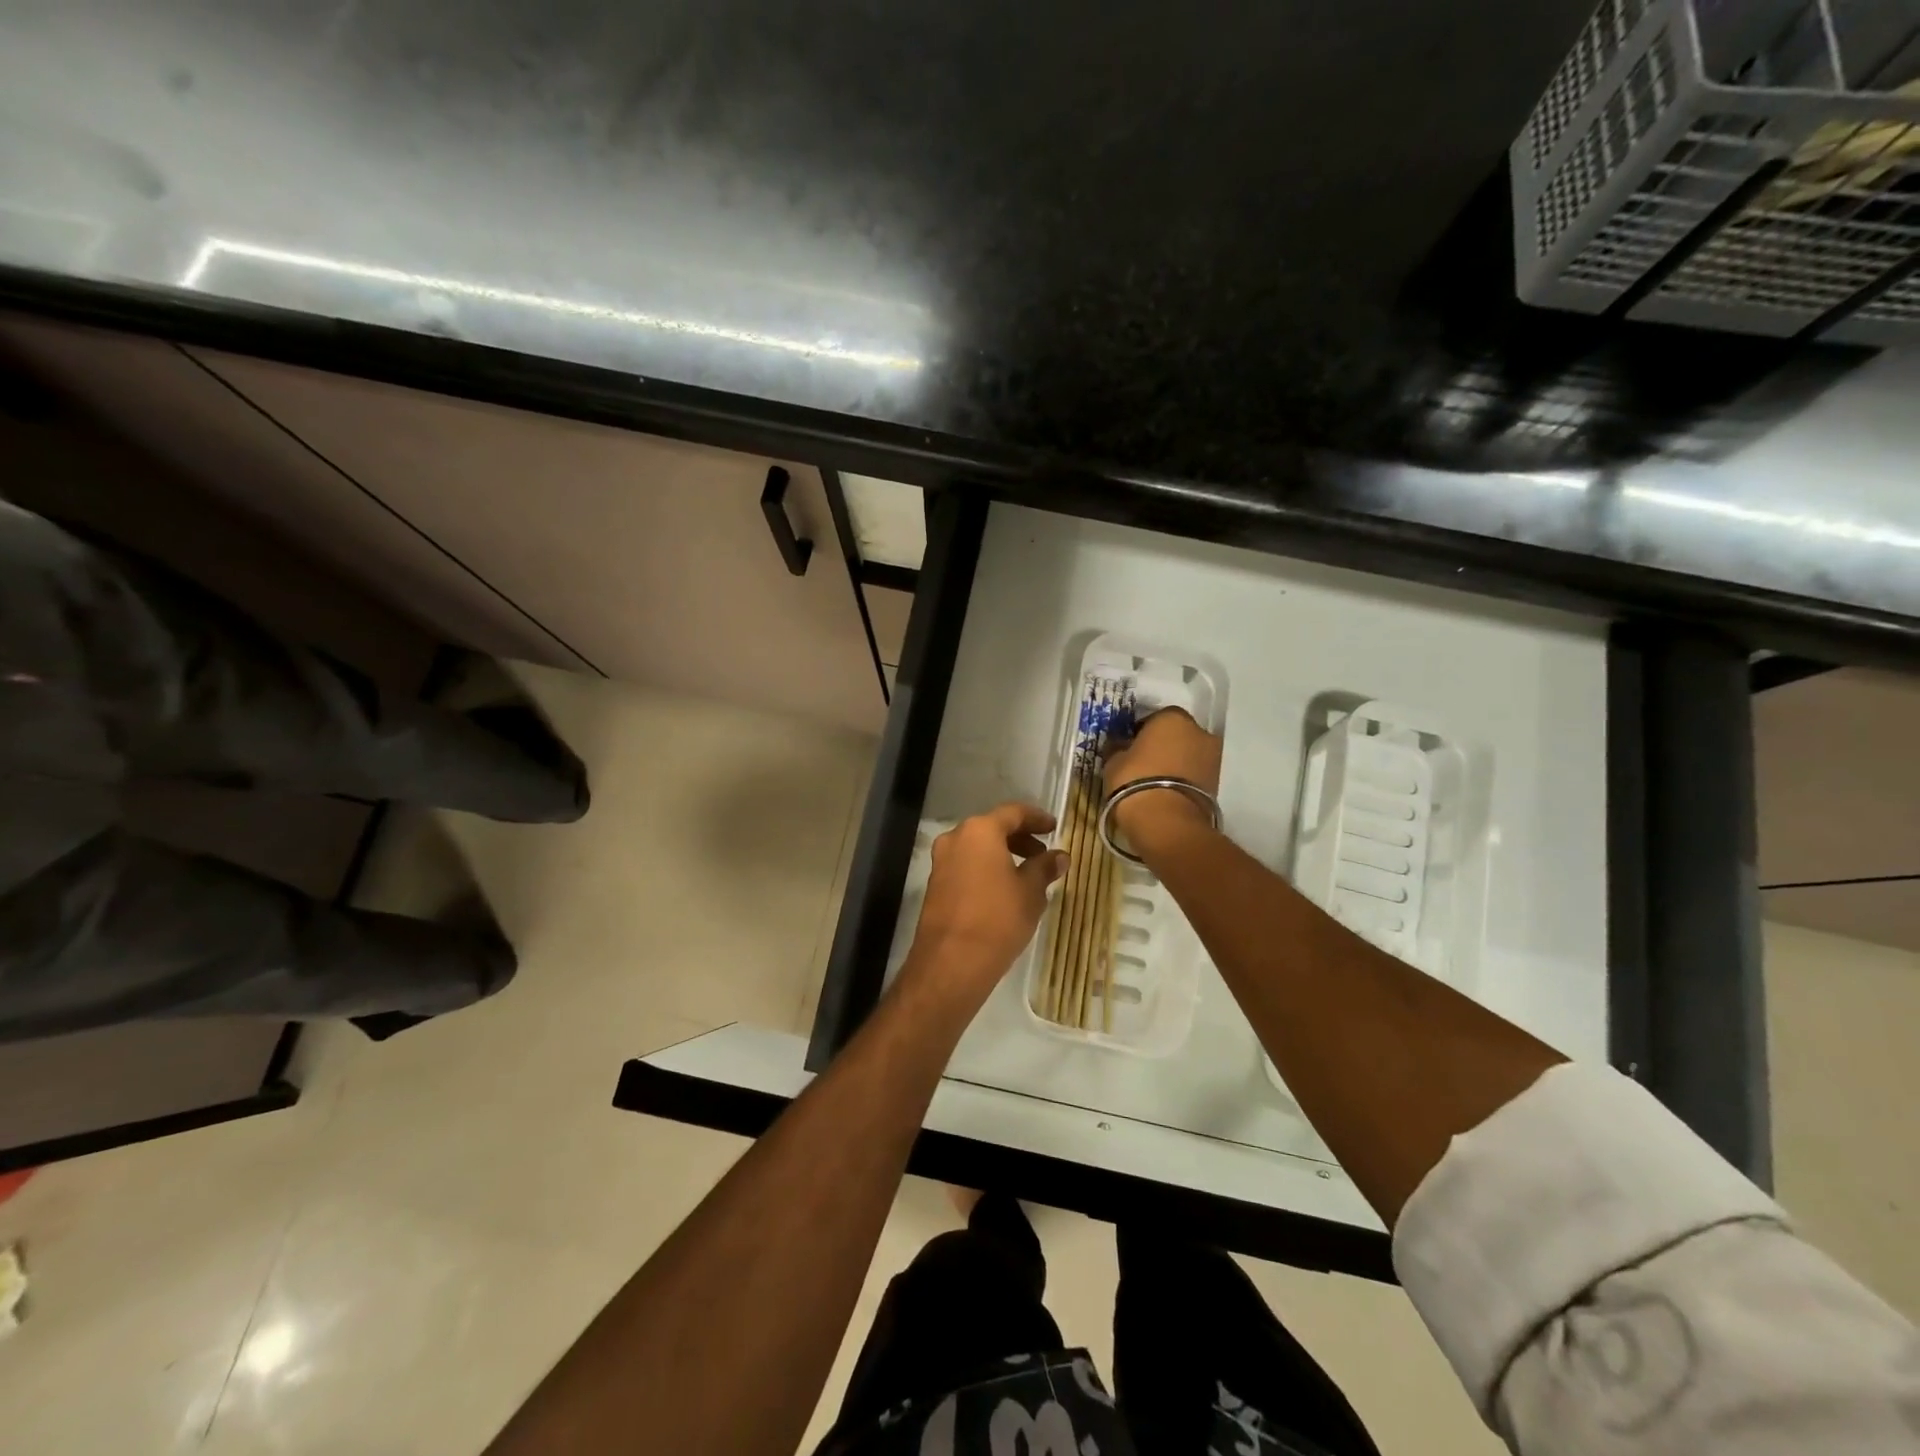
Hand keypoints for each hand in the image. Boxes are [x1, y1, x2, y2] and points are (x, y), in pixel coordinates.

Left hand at [900, 803, 1066, 1013]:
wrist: (951, 962)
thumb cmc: (998, 919)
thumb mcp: (1031, 892)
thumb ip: (1045, 868)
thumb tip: (1059, 856)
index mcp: (980, 831)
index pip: (1013, 813)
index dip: (1037, 818)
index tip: (1054, 828)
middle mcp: (956, 838)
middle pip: (992, 828)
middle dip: (1020, 838)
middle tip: (1043, 854)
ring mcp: (941, 861)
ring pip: (978, 848)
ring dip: (1003, 855)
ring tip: (1028, 875)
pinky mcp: (936, 885)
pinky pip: (966, 866)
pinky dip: (987, 869)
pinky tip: (1005, 890)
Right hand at [1102, 707, 1222, 854]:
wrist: (1166, 821)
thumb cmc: (1134, 780)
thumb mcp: (1114, 762)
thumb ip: (1119, 748)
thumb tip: (1119, 745)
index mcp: (1172, 718)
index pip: (1154, 718)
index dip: (1140, 732)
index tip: (1129, 747)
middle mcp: (1198, 731)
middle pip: (1177, 735)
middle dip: (1162, 746)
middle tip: (1142, 763)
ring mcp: (1212, 757)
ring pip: (1188, 755)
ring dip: (1175, 763)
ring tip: (1154, 782)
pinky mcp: (1217, 783)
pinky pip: (1195, 774)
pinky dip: (1183, 779)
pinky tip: (1165, 793)